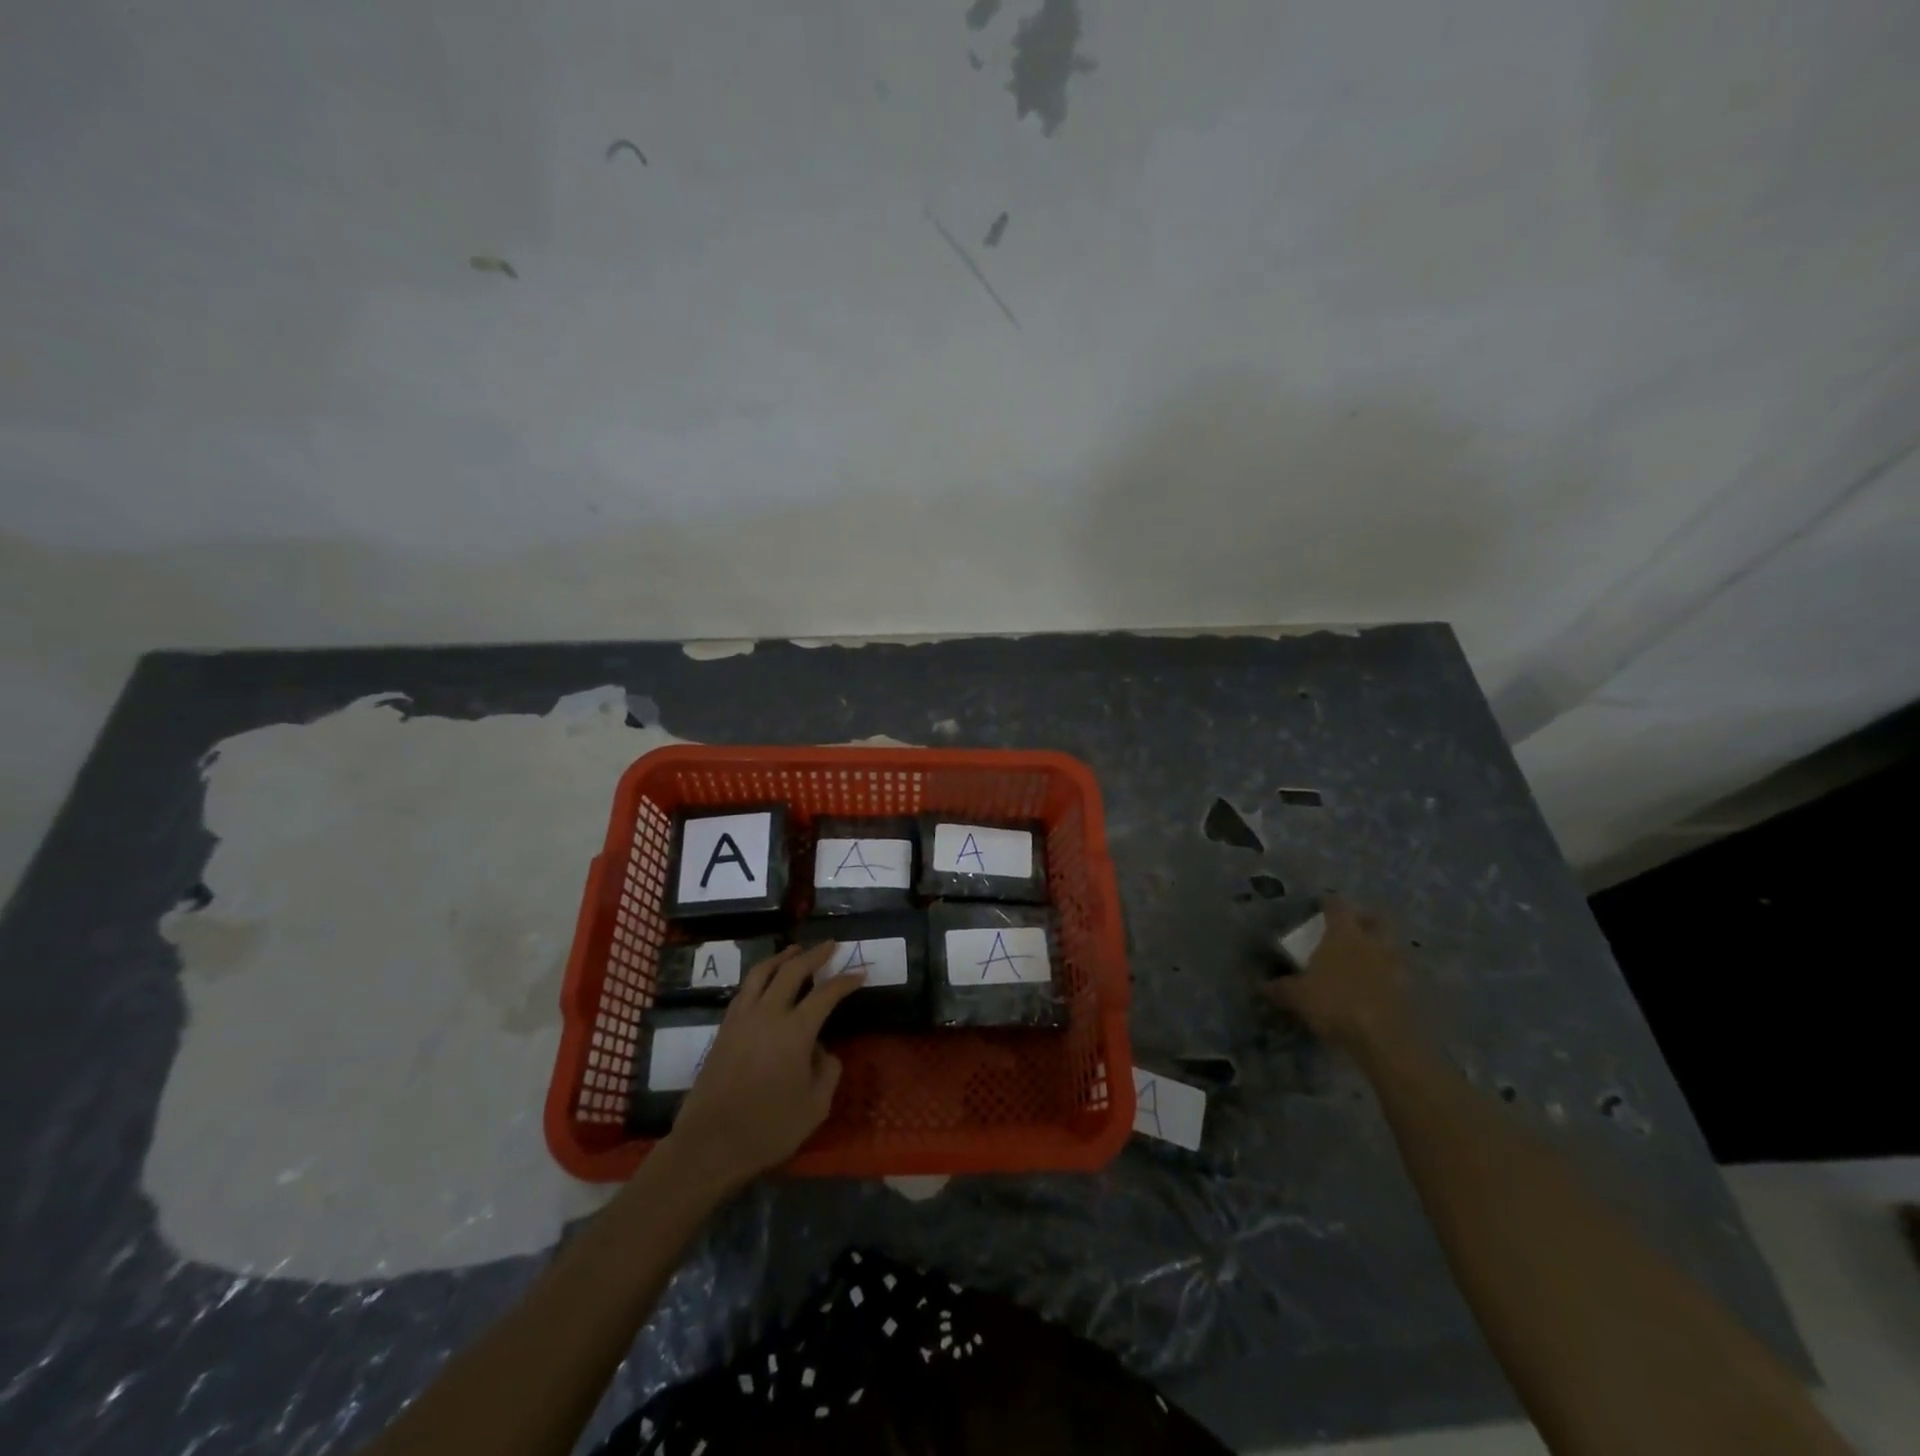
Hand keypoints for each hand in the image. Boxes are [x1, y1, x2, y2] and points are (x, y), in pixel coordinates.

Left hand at [663, 943, 863, 1189]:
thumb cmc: (768, 1128)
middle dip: (814, 954)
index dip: (845, 981)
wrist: (710, 1145)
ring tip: (795, 950)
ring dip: (782, 957)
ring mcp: (741, 1019)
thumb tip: (822, 1050)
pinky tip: (765, 980)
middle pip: (792, 971)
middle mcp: (768, 1014)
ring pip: (762, 973)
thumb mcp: (815, 1107)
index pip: (826, 994)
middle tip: (830, 945)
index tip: (860, 973)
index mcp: (795, 1031)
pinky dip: (760, 976)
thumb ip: (827, 1072)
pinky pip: (745, 990)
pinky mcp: (724, 1029)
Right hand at [1263, 900, 1413, 1053]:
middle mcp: (1372, 943)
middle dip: (1366, 919)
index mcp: (1344, 935)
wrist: (1382, 1039)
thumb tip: (1263, 985)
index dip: (1330, 903)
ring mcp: (1394, 967)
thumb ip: (1280, 988)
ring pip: (1391, 947)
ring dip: (1380, 948)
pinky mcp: (1406, 992)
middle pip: (1376, 920)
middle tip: (1354, 924)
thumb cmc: (1334, 1003)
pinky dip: (1387, 975)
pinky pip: (1396, 974)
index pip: (1338, 907)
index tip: (1323, 903)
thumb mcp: (1296, 996)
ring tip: (1365, 957)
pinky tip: (1374, 986)